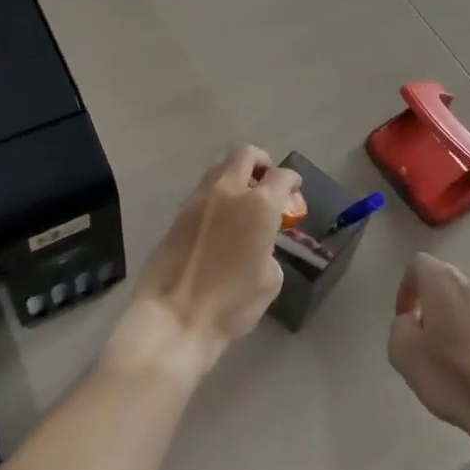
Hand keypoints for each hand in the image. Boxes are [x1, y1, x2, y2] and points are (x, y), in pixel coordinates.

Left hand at [106, 144, 295, 382]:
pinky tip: (218, 222)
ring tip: (241, 201)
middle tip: (266, 181)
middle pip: (245, 153)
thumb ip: (270, 249)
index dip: (292, 180)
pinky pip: (202, 192)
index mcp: (258, 205)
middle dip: (260, 162)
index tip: (294, 188)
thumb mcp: (270, 280)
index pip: (281, 176)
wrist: (174, 316)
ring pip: (219, 168)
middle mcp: (228, 191)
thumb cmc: (231, 303)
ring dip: (234, 176)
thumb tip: (258, 244)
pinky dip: (215, 197)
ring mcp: (198, 199)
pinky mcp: (177, 214)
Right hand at [388, 255, 469, 445]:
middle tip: (428, 338)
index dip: (406, 290)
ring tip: (458, 357)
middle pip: (448, 282)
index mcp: (444, 281)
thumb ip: (400, 326)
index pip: (418, 266)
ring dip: (462, 321)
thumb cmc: (452, 376)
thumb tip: (412, 321)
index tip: (405, 320)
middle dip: (435, 304)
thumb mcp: (403, 353)